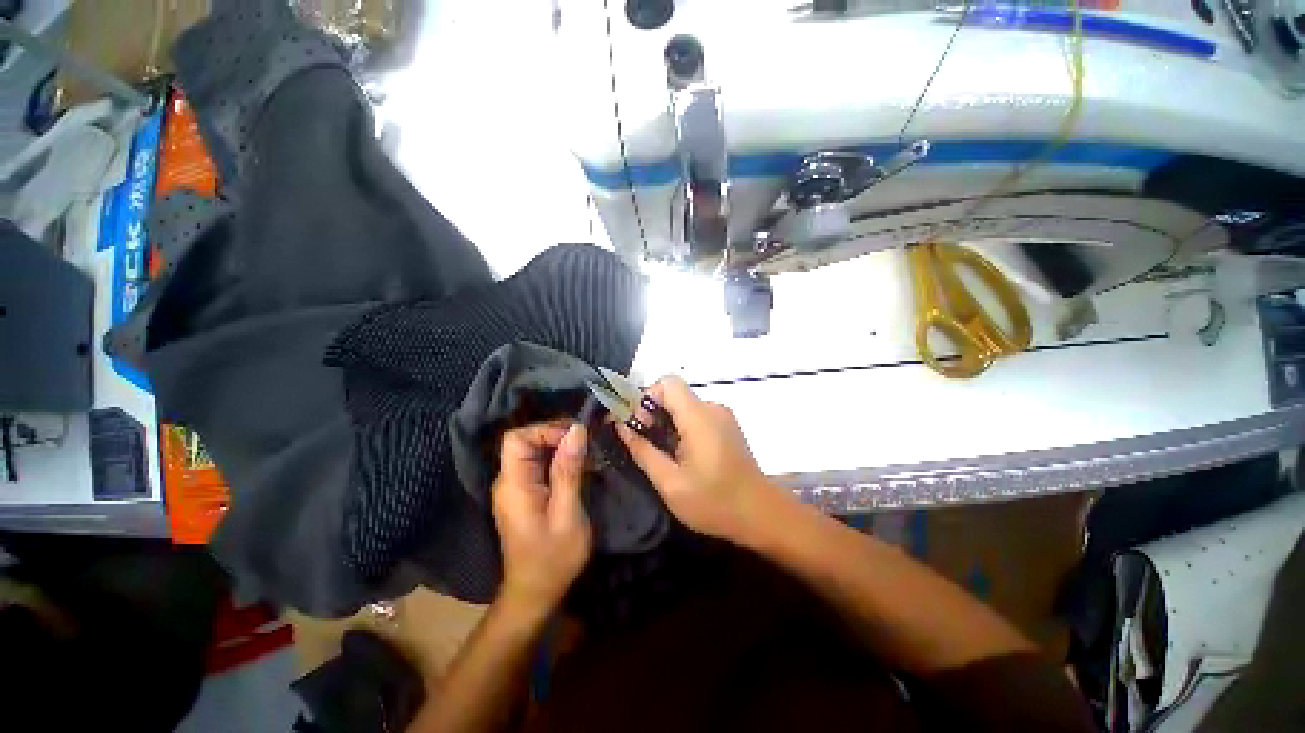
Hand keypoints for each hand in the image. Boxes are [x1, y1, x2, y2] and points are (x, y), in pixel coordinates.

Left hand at [491, 422, 591, 614]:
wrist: (535, 593)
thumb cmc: (553, 558)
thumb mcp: (567, 512)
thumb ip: (569, 470)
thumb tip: (576, 430)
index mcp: (513, 484)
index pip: (516, 438)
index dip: (545, 429)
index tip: (575, 437)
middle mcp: (509, 481)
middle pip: (525, 441)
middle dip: (557, 435)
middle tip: (588, 442)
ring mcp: (516, 488)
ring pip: (534, 451)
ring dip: (561, 446)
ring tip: (588, 452)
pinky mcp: (525, 494)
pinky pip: (539, 465)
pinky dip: (559, 459)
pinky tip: (580, 466)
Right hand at [617, 375, 774, 543]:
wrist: (761, 514)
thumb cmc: (714, 502)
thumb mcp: (670, 483)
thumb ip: (643, 451)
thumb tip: (622, 426)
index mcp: (698, 417)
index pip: (667, 383)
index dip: (646, 397)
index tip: (637, 425)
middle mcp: (712, 408)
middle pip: (674, 393)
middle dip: (652, 412)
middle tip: (641, 441)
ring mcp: (722, 416)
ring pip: (683, 405)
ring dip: (665, 421)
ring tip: (660, 452)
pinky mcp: (726, 425)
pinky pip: (696, 415)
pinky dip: (680, 426)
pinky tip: (679, 454)